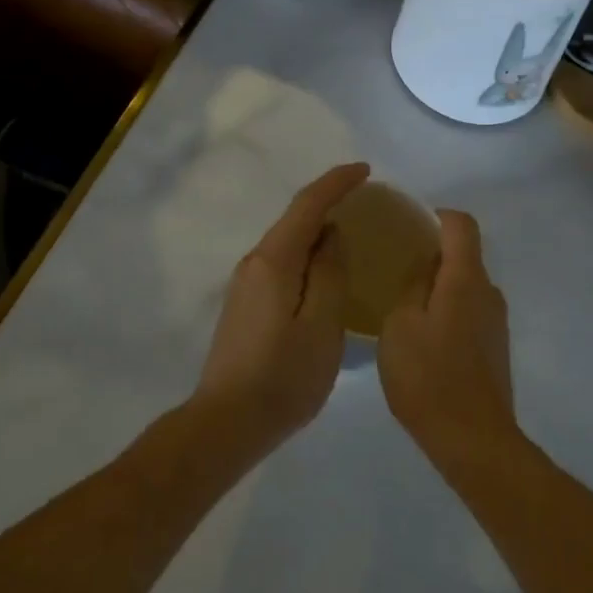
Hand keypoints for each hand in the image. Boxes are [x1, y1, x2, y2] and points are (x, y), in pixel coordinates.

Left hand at [191, 163, 366, 450]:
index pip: (307, 205)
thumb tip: (331, 235)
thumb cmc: (284, 376)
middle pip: (295, 219)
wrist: (227, 423)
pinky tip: (324, 269)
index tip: (365, 170)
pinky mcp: (246, 304)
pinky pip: (282, 262)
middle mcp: (255, 262)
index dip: (336, 182)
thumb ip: (330, 272)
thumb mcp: (322, 324)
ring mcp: (246, 284)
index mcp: (275, 261)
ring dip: (317, 228)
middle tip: (364, 198)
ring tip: (351, 231)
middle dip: (328, 201)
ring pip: (287, 241)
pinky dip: (306, 253)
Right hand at [378, 210, 516, 465]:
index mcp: (466, 279)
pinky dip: (448, 312)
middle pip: (464, 256)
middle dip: (432, 256)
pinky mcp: (496, 348)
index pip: (462, 224)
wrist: (473, 440)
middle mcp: (489, 292)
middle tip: (396, 269)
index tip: (410, 225)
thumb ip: (413, 287)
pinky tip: (424, 339)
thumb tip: (425, 269)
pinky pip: (470, 312)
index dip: (437, 216)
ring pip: (465, 287)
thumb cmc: (429, 377)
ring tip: (405, 307)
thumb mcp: (400, 325)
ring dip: (439, 288)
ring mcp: (496, 322)